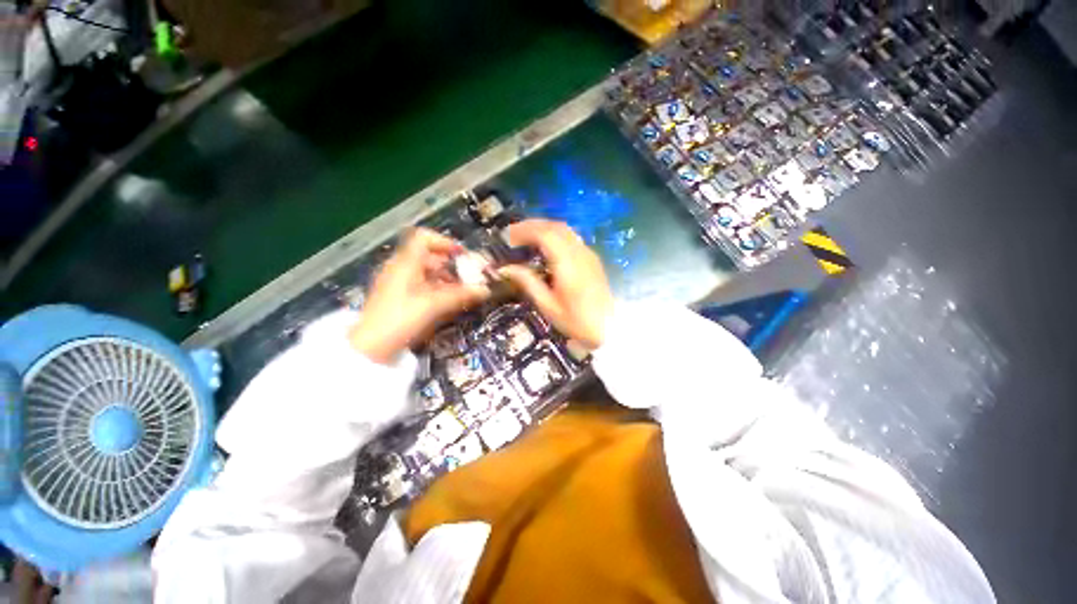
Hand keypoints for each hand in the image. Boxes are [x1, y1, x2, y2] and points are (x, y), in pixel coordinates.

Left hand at [349, 228, 489, 363]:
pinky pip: (421, 285)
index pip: (424, 238)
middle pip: (429, 256)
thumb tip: (485, 290)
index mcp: (405, 263)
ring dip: (446, 279)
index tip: (463, 256)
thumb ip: (461, 295)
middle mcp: (400, 268)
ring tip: (462, 292)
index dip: (445, 242)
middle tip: (469, 278)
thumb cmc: (402, 319)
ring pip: (426, 272)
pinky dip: (437, 289)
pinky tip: (448, 301)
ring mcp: (397, 283)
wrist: (370, 348)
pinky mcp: (397, 297)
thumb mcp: (434, 305)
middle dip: (452, 265)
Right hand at [499, 219, 613, 350]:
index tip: (509, 236)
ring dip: (545, 228)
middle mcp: (580, 253)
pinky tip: (547, 245)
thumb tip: (505, 268)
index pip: (545, 234)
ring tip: (527, 237)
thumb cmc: (576, 321)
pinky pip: (572, 237)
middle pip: (555, 226)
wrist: (608, 329)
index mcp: (567, 264)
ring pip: (565, 229)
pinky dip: (556, 234)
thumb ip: (527, 282)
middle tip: (514, 233)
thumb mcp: (548, 305)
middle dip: (533, 225)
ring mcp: (589, 254)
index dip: (525, 230)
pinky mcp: (592, 259)